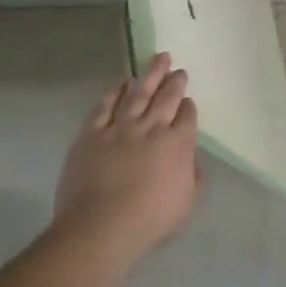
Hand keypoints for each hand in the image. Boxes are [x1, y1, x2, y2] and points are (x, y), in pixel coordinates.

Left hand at [56, 53, 202, 254]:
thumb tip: (190, 157)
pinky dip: (114, 91)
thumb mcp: (188, 201)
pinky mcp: (91, 135)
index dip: (188, 107)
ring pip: (138, 93)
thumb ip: (194, 174)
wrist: (100, 227)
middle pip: (166, 98)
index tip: (187, 101)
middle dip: (174, 82)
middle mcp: (152, 128)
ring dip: (150, 75)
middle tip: (178, 69)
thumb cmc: (150, 219)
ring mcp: (120, 128)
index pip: (187, 116)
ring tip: (158, 59)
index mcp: (178, 143)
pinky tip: (122, 81)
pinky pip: (105, 106)